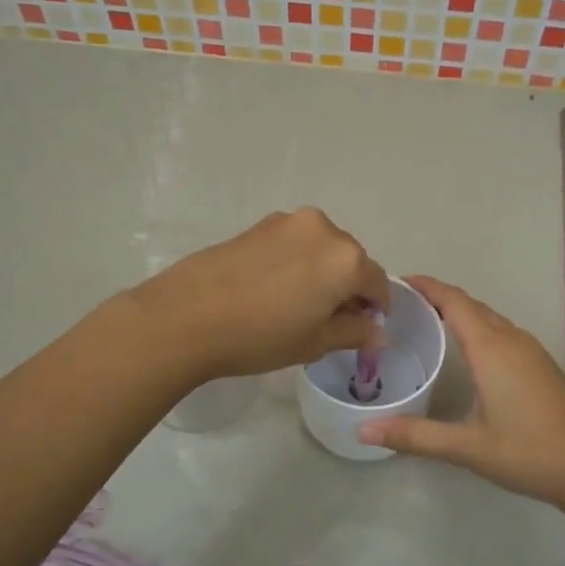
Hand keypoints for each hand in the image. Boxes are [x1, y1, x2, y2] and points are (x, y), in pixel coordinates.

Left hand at [132, 209, 389, 382]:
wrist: (186, 315)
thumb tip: (377, 332)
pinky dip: (296, 262)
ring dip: (321, 272)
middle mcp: (324, 230)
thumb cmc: (260, 335)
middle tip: (327, 320)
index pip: (378, 283)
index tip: (362, 329)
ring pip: (321, 249)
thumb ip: (353, 333)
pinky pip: (294, 243)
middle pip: (351, 260)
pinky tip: (272, 289)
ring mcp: (288, 222)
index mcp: (347, 259)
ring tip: (296, 304)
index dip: (375, 309)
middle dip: (348, 287)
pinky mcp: (259, 224)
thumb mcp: (314, 343)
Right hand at [358, 276, 564, 511]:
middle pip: (471, 305)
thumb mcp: (468, 447)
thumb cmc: (529, 452)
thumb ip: (416, 436)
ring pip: (490, 318)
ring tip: (428, 320)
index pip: (454, 302)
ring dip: (460, 312)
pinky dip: (479, 328)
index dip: (427, 286)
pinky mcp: (542, 365)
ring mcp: (532, 351)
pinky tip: (468, 351)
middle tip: (403, 304)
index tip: (398, 281)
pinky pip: (503, 331)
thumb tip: (365, 431)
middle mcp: (512, 340)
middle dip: (438, 297)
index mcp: (492, 349)